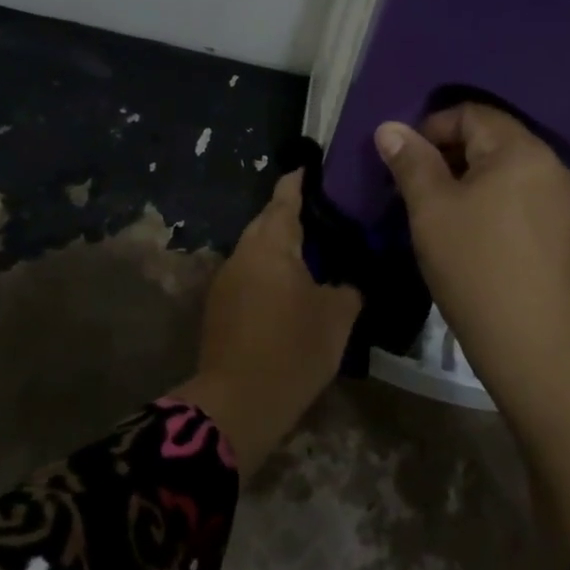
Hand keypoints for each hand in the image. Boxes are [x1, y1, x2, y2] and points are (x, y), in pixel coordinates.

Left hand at [174, 172, 361, 475]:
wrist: (239, 402)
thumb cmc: (293, 349)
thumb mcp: (338, 316)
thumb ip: (348, 287)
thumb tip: (348, 279)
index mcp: (271, 244)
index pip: (285, 197)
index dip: (300, 180)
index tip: (315, 168)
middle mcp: (243, 252)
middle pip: (267, 221)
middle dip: (292, 214)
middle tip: (327, 215)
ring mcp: (226, 280)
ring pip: (257, 249)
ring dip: (280, 246)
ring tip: (314, 251)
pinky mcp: (220, 307)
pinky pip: (250, 274)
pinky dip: (270, 271)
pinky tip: (291, 287)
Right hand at [375, 104, 569, 386]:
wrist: (535, 344)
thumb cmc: (476, 267)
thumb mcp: (431, 210)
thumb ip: (411, 162)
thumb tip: (390, 128)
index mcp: (522, 150)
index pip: (471, 113)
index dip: (431, 129)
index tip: (405, 165)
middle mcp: (553, 164)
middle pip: (492, 139)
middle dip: (449, 156)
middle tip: (417, 192)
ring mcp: (566, 199)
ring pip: (507, 171)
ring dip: (470, 181)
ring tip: (442, 216)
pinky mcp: (568, 230)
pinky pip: (523, 197)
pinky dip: (494, 202)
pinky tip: (475, 235)